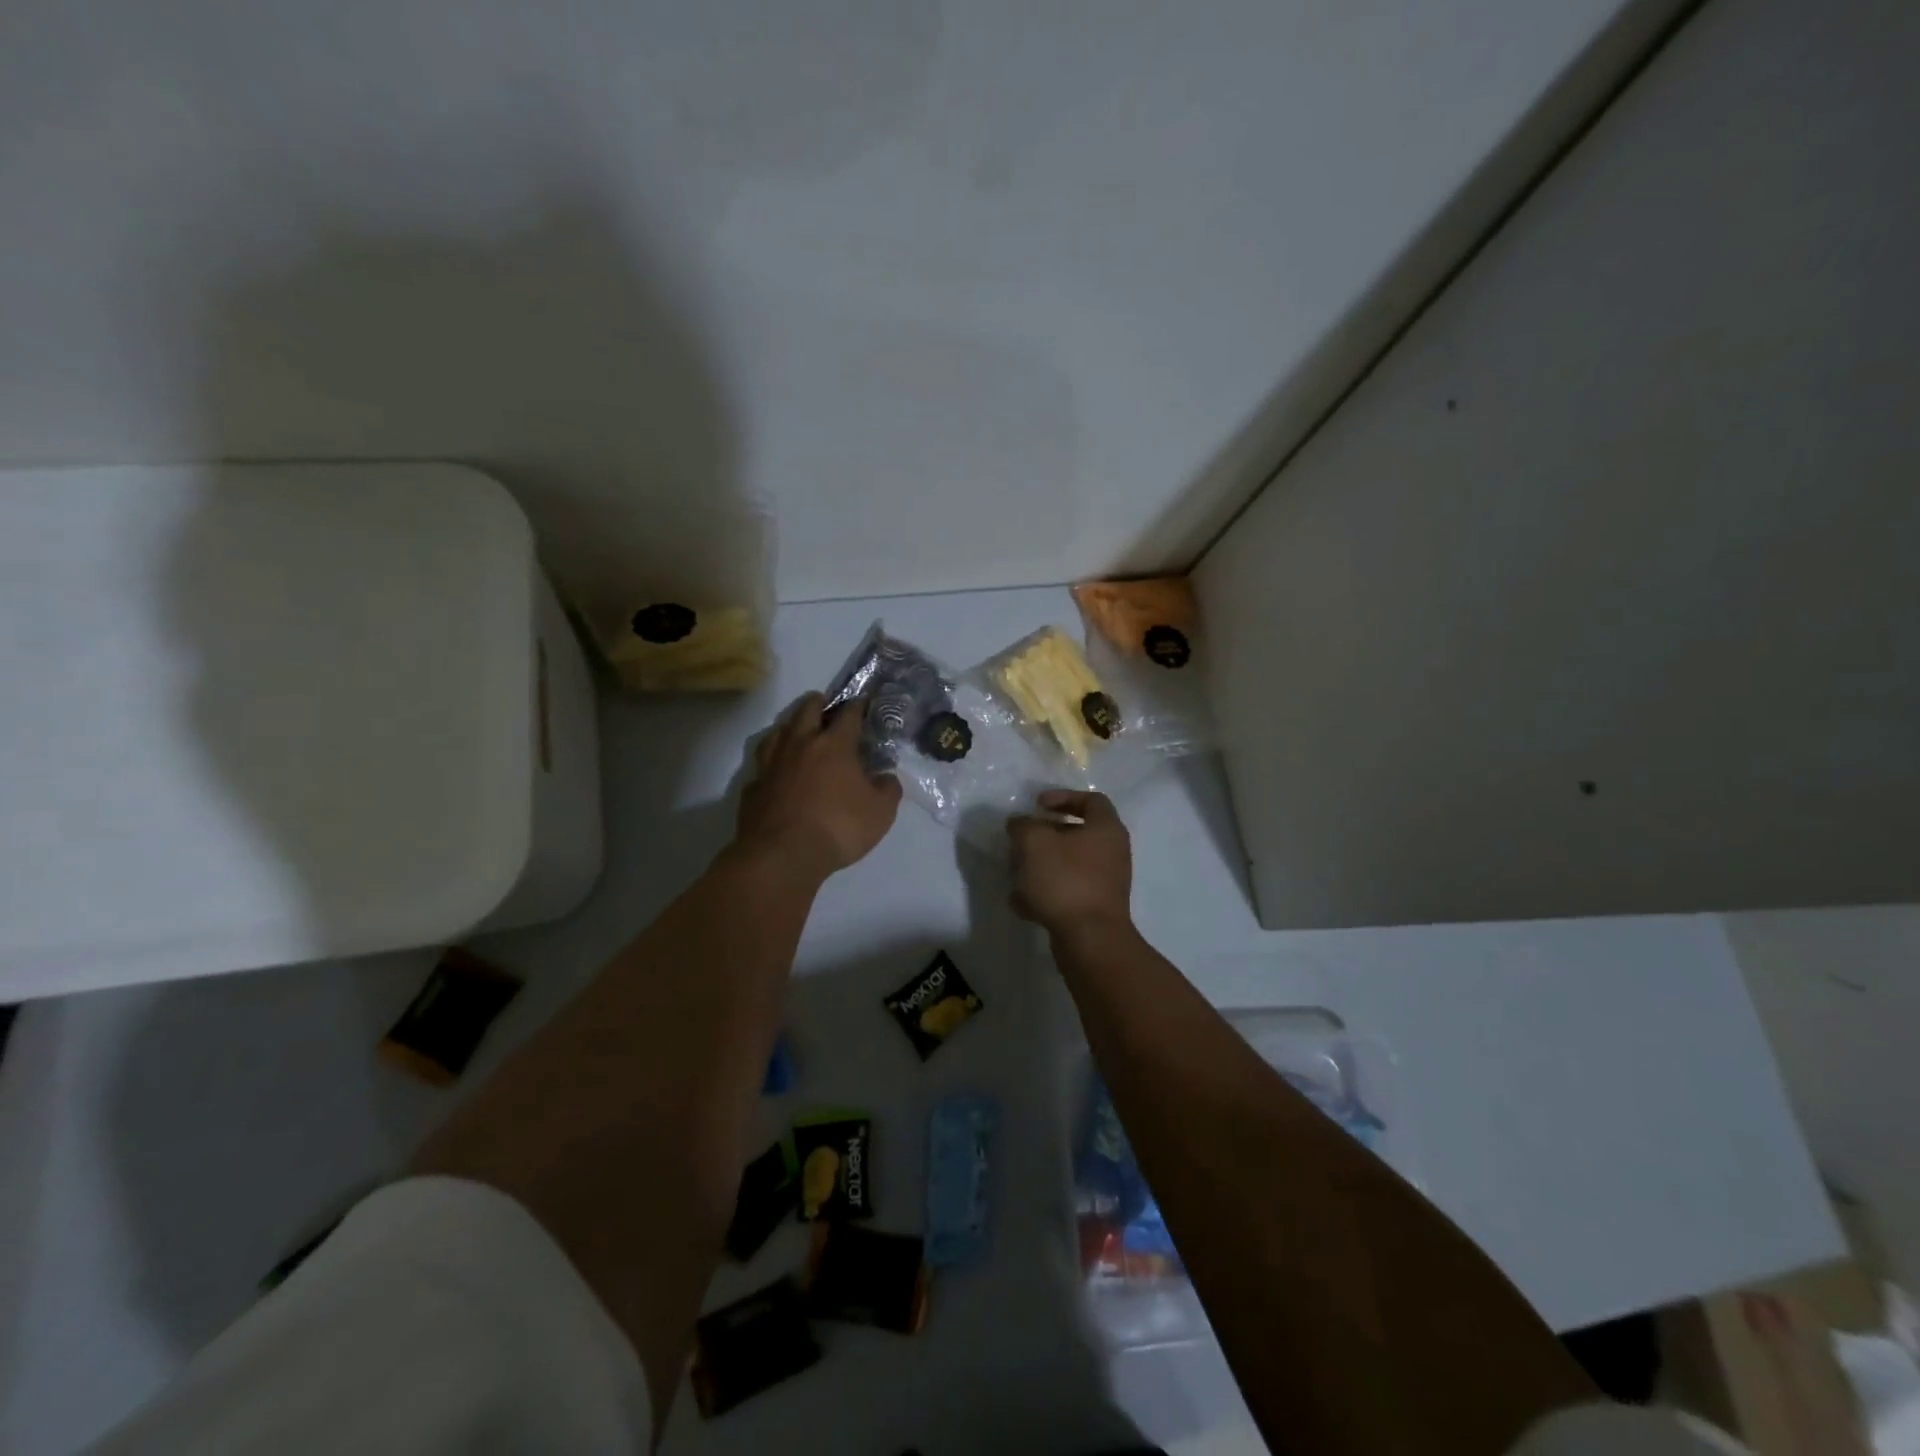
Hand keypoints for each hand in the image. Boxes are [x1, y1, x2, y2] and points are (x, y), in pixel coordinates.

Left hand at [736, 693, 901, 879]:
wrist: (782, 855)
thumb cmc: (838, 827)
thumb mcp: (881, 812)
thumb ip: (888, 789)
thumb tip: (886, 777)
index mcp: (834, 745)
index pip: (848, 714)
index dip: (858, 706)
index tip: (863, 702)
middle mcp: (800, 745)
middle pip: (807, 711)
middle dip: (818, 703)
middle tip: (825, 705)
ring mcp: (771, 764)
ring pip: (778, 731)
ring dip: (789, 726)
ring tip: (796, 730)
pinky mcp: (753, 786)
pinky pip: (762, 765)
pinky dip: (771, 762)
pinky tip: (776, 771)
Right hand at [1007, 790, 1133, 937]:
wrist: (1090, 939)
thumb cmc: (1065, 880)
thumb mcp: (1034, 843)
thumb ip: (1023, 826)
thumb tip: (1019, 824)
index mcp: (1106, 828)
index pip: (1091, 799)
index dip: (1062, 797)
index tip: (1037, 805)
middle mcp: (1112, 852)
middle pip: (1076, 833)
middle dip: (1044, 836)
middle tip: (1021, 841)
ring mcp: (1106, 882)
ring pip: (1069, 863)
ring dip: (1041, 865)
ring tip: (1015, 873)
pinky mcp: (1096, 907)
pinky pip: (1068, 890)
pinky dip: (1046, 891)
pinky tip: (1023, 903)